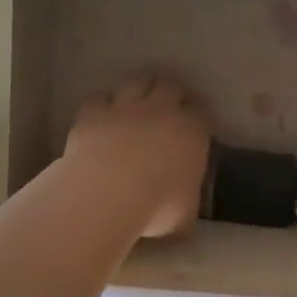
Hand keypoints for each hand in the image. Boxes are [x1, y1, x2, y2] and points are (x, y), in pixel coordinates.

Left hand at [63, 75, 211, 237]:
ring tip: (136, 104)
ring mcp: (125, 108)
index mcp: (192, 132)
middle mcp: (161, 111)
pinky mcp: (93, 113)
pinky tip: (101, 117)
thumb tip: (183, 203)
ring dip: (139, 91)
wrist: (107, 194)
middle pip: (170, 87)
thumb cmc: (157, 208)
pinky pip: (100, 100)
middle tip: (169, 107)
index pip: (203, 114)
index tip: (197, 127)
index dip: (200, 118)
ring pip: (137, 84)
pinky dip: (103, 106)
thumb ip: (187, 199)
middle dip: (171, 94)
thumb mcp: (185, 213)